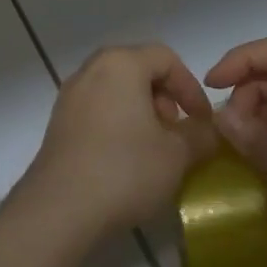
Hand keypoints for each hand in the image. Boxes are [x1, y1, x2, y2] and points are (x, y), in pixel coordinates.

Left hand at [17, 45, 216, 241]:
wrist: (60, 208)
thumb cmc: (125, 170)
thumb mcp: (177, 155)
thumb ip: (200, 135)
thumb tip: (208, 130)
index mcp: (121, 64)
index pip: (166, 58)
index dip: (191, 87)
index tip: (202, 121)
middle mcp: (91, 70)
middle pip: (137, 69)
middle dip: (164, 97)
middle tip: (175, 131)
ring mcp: (69, 96)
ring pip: (115, 90)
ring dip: (141, 111)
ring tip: (154, 148)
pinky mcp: (58, 122)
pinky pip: (96, 109)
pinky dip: (117, 122)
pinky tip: (126, 159)